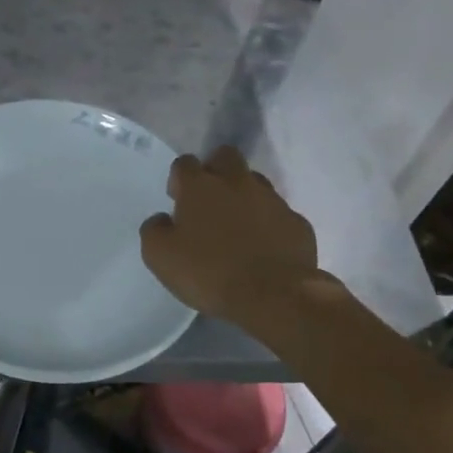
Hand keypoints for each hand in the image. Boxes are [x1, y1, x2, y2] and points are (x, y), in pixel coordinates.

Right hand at [139, 145, 333, 332]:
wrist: (273, 296)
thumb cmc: (208, 272)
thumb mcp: (159, 256)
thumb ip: (154, 230)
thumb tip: (163, 219)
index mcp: (200, 187)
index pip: (185, 163)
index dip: (179, 179)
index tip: (177, 201)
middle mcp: (237, 183)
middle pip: (225, 156)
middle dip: (214, 170)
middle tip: (208, 201)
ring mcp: (272, 200)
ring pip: (255, 182)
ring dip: (243, 194)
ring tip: (237, 225)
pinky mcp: (297, 222)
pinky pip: (278, 213)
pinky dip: (268, 223)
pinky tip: (263, 246)